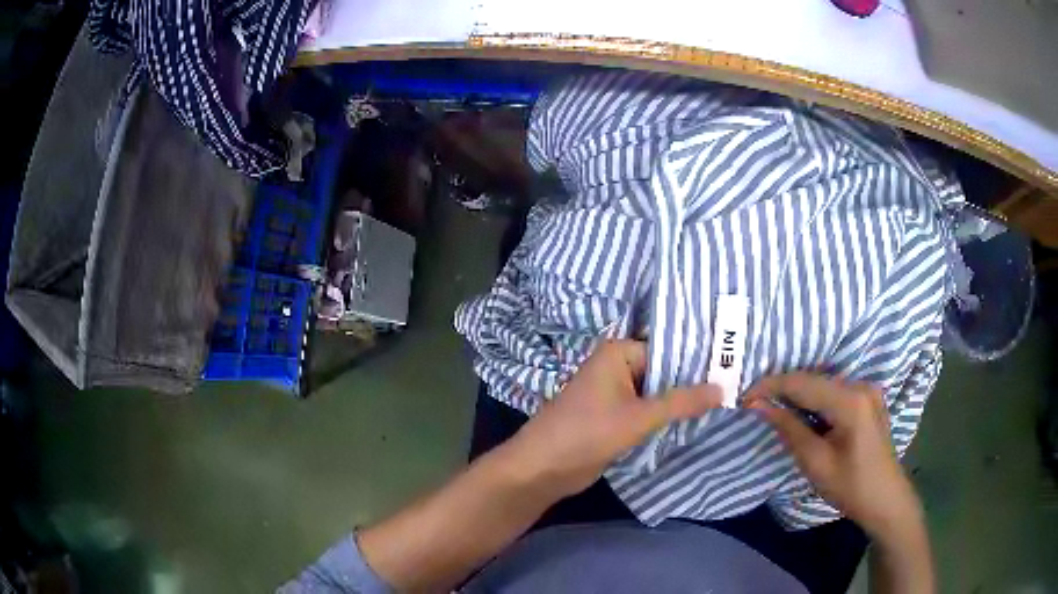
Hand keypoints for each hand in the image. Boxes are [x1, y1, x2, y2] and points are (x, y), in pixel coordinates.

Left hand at [503, 340, 721, 496]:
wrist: (544, 468)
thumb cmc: (588, 432)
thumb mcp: (639, 416)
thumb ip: (681, 402)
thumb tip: (722, 388)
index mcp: (617, 353)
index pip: (667, 350)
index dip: (696, 361)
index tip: (729, 369)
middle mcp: (616, 367)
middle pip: (662, 372)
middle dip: (691, 384)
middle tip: (733, 388)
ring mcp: (614, 393)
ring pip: (655, 394)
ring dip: (679, 404)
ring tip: (722, 404)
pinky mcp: (613, 417)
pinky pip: (646, 411)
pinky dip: (664, 418)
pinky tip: (693, 422)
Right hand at [743, 373, 922, 539]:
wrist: (885, 499)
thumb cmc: (850, 486)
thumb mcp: (815, 462)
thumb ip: (788, 428)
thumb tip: (757, 405)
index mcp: (850, 400)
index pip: (802, 383)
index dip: (770, 386)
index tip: (743, 396)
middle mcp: (861, 385)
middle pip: (813, 379)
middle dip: (782, 389)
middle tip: (754, 404)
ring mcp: (868, 389)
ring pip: (823, 383)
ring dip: (798, 394)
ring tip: (772, 408)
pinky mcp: (869, 398)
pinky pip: (834, 391)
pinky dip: (814, 400)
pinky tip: (801, 413)